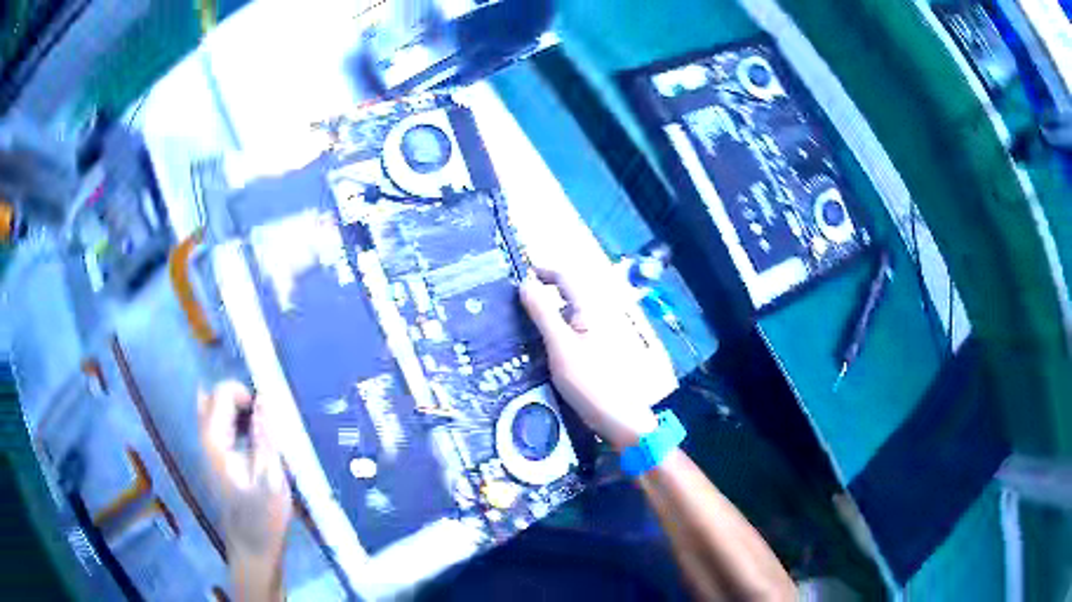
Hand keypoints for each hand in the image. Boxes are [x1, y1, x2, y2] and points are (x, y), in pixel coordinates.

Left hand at [198, 381, 292, 564]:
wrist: (252, 550)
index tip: (268, 409)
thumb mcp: (271, 477)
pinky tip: (254, 442)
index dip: (243, 392)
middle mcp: (206, 442)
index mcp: (216, 443)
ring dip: (236, 411)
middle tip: (264, 416)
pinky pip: (219, 429)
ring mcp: (208, 453)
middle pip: (211, 400)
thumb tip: (265, 400)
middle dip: (238, 398)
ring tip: (262, 428)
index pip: (220, 395)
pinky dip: (234, 425)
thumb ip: (265, 436)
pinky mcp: (215, 463)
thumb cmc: (264, 518)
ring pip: (213, 414)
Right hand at [520, 266, 676, 449]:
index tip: (514, 279)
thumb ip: (543, 312)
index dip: (540, 272)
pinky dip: (550, 335)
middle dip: (538, 296)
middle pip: (564, 295)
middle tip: (509, 307)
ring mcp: (595, 336)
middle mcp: (595, 316)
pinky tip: (534, 351)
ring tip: (515, 330)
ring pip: (564, 317)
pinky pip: (568, 335)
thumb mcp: (560, 346)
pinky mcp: (593, 354)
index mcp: (590, 308)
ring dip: (542, 318)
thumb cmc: (590, 381)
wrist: (618, 419)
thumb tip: (525, 282)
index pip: (564, 276)